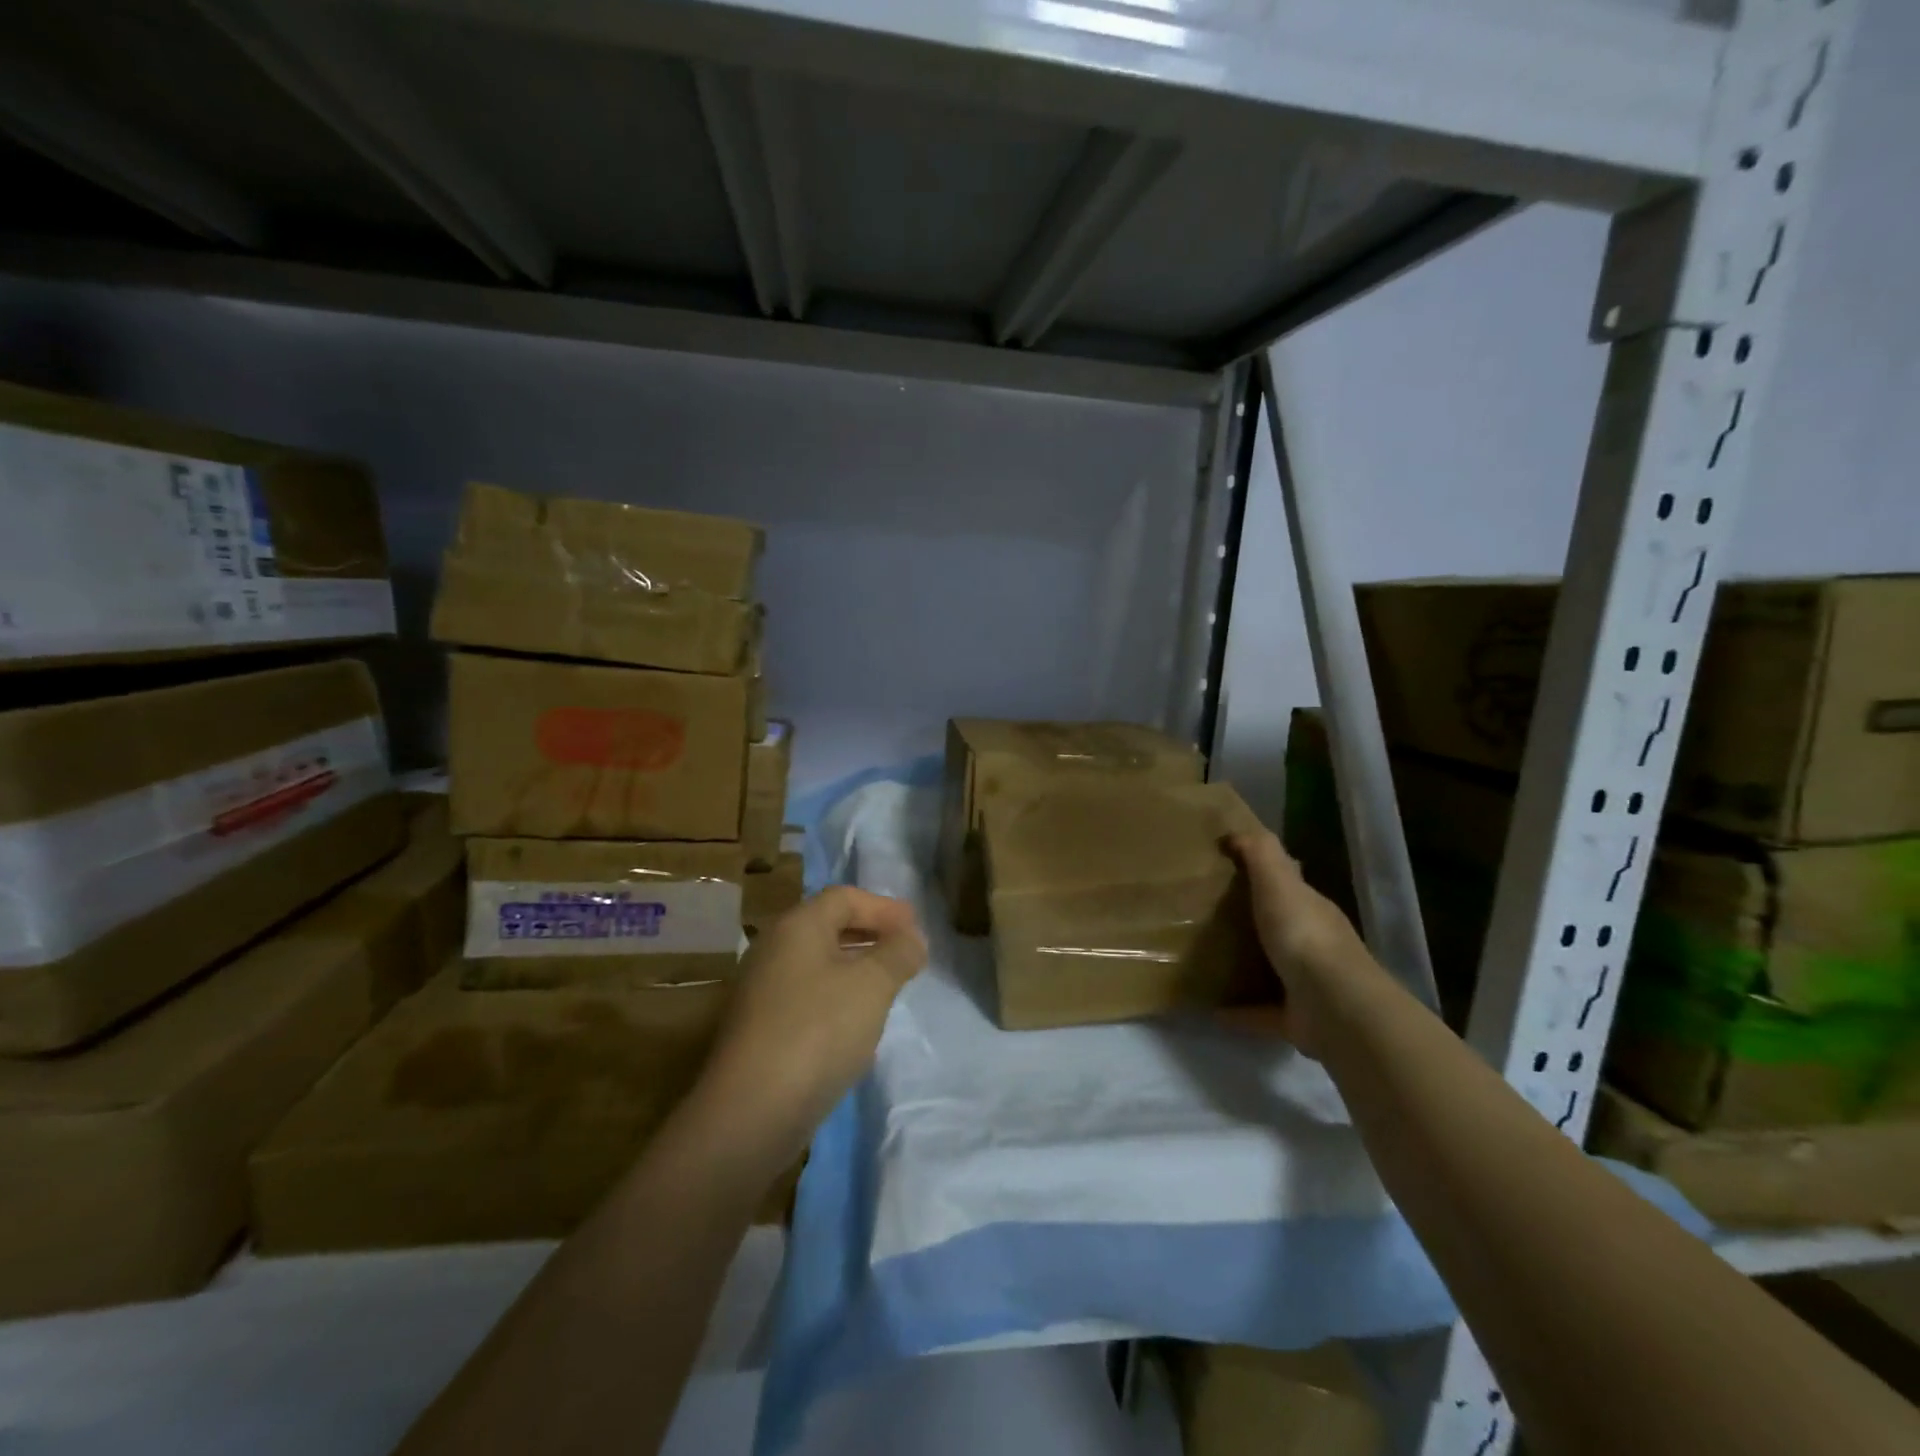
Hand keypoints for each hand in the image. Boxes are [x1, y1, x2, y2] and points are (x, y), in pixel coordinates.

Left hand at [696, 886, 926, 1170]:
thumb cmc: (818, 1031)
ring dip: (856, 965)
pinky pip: (807, 994)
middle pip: (828, 926)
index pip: (845, 898)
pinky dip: (837, 994)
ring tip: (889, 984)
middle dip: (871, 934)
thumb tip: (913, 938)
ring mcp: (762, 990)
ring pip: (818, 962)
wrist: (752, 1111)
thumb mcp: (872, 985)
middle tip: (906, 951)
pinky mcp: (760, 1028)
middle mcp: (773, 949)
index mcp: (797, 926)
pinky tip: (857, 1021)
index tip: (916, 927)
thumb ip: (898, 954)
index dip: (884, 907)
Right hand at [1228, 829, 1375, 1058]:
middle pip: (1281, 926)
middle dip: (1254, 921)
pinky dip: (1239, 1011)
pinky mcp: (1297, 1019)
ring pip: (1274, 969)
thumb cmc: (1303, 934)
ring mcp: (1309, 984)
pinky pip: (1262, 1012)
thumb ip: (1260, 853)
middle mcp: (1315, 944)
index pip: (1290, 885)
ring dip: (1248, 966)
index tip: (1228, 869)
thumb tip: (1236, 833)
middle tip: (1208, 915)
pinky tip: (1210, 1009)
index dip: (1264, 874)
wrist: (1333, 1006)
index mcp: (1312, 909)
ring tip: (1206, 960)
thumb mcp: (1279, 881)